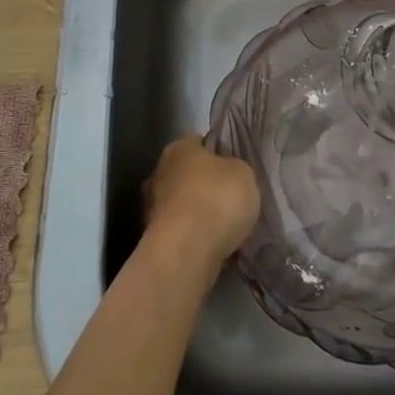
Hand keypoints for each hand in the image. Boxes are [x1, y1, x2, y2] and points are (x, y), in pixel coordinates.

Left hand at [142, 134, 261, 277]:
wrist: (186, 252)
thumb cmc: (217, 200)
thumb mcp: (244, 174)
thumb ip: (235, 169)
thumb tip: (228, 172)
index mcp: (178, 148)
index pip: (199, 142)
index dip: (217, 152)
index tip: (233, 167)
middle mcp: (158, 172)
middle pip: (187, 173)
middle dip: (204, 184)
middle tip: (229, 197)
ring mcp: (151, 207)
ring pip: (182, 203)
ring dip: (197, 212)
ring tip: (224, 226)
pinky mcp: (151, 239)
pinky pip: (180, 230)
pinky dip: (192, 235)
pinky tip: (212, 244)